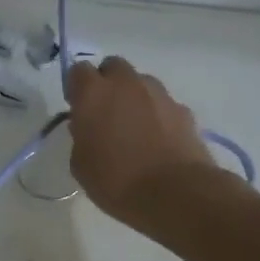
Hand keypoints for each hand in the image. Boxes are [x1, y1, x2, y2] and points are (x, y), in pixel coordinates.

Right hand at [66, 56, 224, 226]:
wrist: (174, 193)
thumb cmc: (115, 180)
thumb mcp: (80, 163)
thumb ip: (81, 136)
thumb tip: (88, 127)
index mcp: (93, 94)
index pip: (78, 70)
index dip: (76, 87)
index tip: (77, 107)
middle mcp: (126, 84)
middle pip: (113, 67)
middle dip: (107, 82)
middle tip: (104, 112)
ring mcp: (159, 94)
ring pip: (141, 82)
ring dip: (133, 96)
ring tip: (133, 127)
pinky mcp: (183, 110)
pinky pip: (162, 104)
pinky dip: (156, 114)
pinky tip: (156, 140)